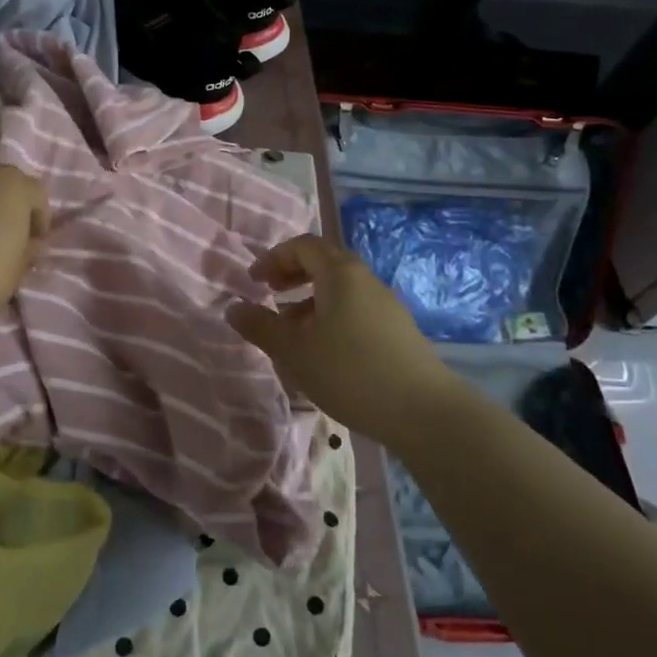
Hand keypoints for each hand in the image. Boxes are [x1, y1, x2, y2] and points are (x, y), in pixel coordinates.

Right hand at [228, 234, 457, 446]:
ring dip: (310, 298)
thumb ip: (260, 326)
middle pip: (324, 262)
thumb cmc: (349, 371)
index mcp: (340, 273)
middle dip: (292, 274)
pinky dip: (330, 314)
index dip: (274, 258)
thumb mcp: (294, 351)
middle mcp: (365, 279)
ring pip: (340, 288)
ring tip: (292, 329)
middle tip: (270, 294)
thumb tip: (233, 307)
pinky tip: (323, 350)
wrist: (423, 411)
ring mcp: (385, 304)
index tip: (254, 281)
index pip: (303, 246)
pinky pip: (355, 308)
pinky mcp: (396, 329)